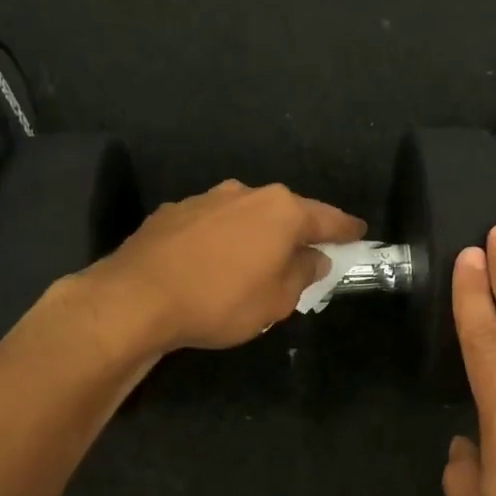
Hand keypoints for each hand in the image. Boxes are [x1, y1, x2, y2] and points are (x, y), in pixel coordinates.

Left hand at [81, 180, 364, 353]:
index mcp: (280, 211)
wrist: (137, 298)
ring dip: (255, 236)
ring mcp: (205, 199)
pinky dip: (221, 241)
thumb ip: (302, 274)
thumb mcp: (276, 301)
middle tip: (306, 255)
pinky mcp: (172, 213)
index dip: (345, 230)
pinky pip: (211, 226)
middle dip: (296, 232)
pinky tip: (211, 265)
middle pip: (284, 212)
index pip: (326, 218)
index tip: (359, 233)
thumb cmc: (221, 300)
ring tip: (254, 264)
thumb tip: (314, 257)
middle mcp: (245, 194)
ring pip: (244, 217)